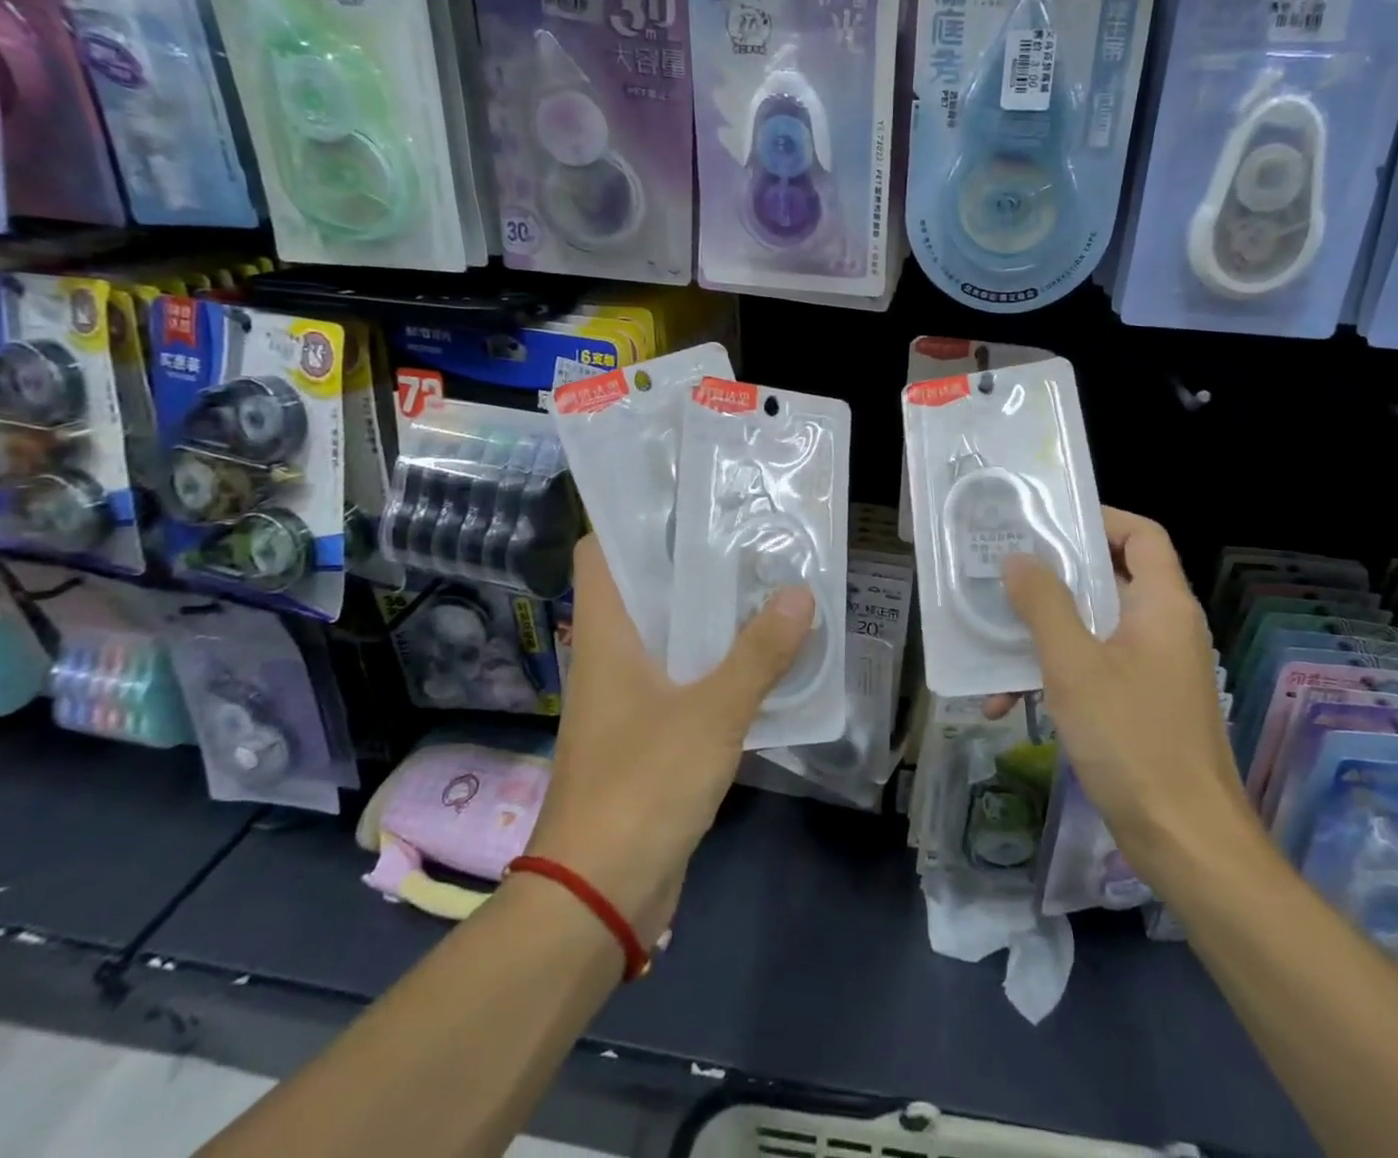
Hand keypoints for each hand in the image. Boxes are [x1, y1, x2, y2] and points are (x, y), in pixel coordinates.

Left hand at [524, 535, 813, 946]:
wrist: (598, 896)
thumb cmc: (641, 786)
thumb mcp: (711, 714)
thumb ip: (758, 655)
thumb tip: (800, 594)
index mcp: (604, 636)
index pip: (598, 553)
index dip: (630, 520)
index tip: (684, 501)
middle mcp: (608, 658)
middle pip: (641, 589)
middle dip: (688, 563)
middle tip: (743, 535)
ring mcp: (626, 698)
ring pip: (665, 636)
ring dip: (706, 615)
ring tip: (760, 583)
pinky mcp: (646, 735)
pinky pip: (681, 679)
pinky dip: (713, 663)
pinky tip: (757, 657)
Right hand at [997, 508, 1248, 853]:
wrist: (1185, 841)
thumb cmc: (1132, 739)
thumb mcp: (1074, 665)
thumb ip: (1044, 604)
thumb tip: (1018, 558)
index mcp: (1162, 605)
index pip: (1143, 535)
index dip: (1100, 518)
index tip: (1047, 522)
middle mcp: (1163, 628)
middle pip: (1109, 578)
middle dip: (1053, 577)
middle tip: (1002, 570)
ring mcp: (1153, 669)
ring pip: (1092, 628)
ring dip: (1043, 634)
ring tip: (991, 639)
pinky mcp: (1139, 705)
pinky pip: (1092, 669)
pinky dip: (1054, 675)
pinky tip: (1006, 702)